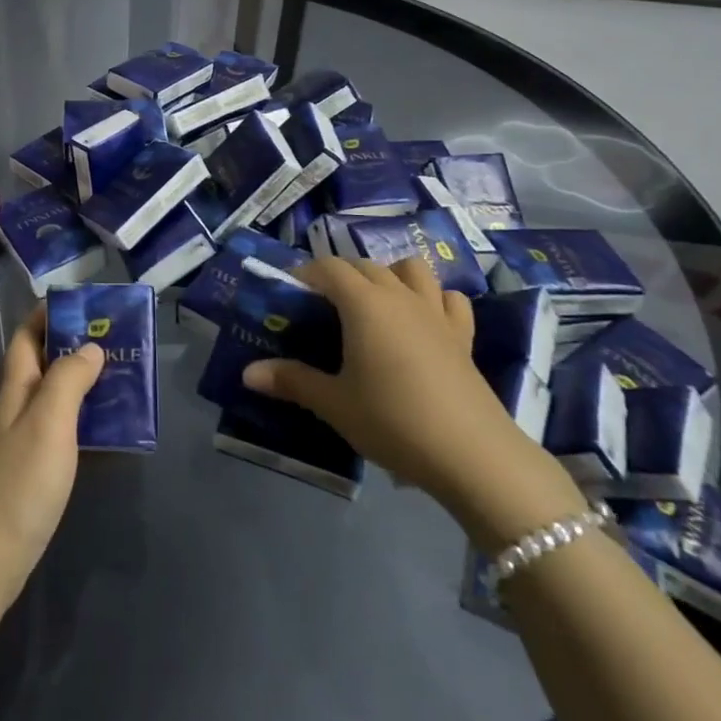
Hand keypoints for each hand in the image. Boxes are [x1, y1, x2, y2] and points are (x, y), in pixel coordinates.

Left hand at [0, 306, 102, 606]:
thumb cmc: (18, 483)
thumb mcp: (49, 422)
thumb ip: (69, 379)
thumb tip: (89, 346)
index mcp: (15, 389)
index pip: (27, 336)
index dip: (49, 314)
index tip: (86, 305)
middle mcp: (15, 410)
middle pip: (45, 367)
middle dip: (78, 350)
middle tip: (121, 346)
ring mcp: (20, 445)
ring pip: (57, 403)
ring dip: (87, 390)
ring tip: (127, 386)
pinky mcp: (30, 477)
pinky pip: (63, 438)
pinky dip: (86, 430)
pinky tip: (112, 439)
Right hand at [241, 257, 584, 542]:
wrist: (472, 454)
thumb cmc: (392, 420)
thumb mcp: (334, 403)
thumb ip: (291, 381)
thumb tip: (247, 373)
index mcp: (364, 304)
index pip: (330, 268)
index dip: (307, 273)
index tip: (290, 293)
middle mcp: (399, 296)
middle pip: (365, 266)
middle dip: (340, 275)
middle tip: (322, 306)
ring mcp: (436, 313)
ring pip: (411, 270)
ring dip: (389, 275)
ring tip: (374, 304)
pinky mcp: (463, 336)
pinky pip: (449, 299)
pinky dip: (434, 299)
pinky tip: (423, 321)